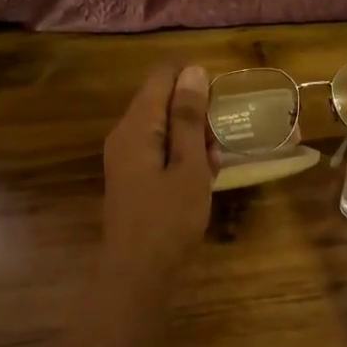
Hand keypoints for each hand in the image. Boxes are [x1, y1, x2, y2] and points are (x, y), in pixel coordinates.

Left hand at [100, 64, 214, 297]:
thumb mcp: (188, 166)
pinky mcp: (134, 177)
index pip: (162, 75)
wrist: (137, 275)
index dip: (194, 79)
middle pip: (163, 100)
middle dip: (197, 112)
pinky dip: (183, 157)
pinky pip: (161, 151)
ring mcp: (127, 157)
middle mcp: (126, 134)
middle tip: (220, 140)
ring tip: (215, 163)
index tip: (220, 101)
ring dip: (193, 138)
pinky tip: (204, 178)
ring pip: (165, 127)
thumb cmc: (168, 220)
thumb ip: (189, 118)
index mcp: (136, 125)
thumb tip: (194, 71)